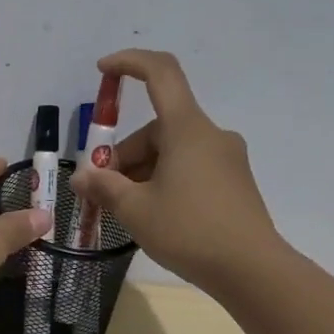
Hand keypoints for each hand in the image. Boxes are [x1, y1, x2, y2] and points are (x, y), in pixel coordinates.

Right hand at [70, 50, 283, 292]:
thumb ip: (104, 187)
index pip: (160, 73)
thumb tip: (81, 177)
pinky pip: (191, 167)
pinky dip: (166, 180)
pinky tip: (155, 214)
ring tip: (127, 210)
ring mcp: (227, 159)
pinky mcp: (234, 183)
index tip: (103, 70)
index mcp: (186, 129)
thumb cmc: (189, 231)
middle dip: (125, 154)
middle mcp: (210, 135)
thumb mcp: (135, 209)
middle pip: (158, 127)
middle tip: (103, 191)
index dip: (130, 62)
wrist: (252, 271)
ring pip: (173, 151)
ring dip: (143, 171)